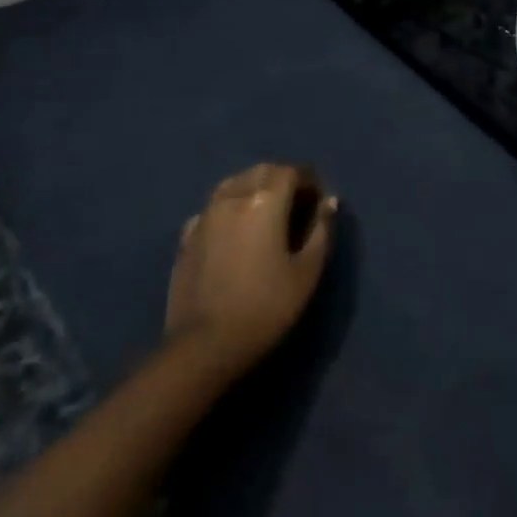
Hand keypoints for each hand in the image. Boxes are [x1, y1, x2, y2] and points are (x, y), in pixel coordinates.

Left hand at [164, 163, 337, 376]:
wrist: (205, 345)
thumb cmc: (266, 307)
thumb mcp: (307, 271)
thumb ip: (321, 230)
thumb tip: (329, 201)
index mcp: (265, 201)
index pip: (291, 171)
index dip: (309, 181)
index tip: (318, 201)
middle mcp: (233, 197)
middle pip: (261, 171)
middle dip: (282, 179)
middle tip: (297, 205)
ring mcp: (205, 215)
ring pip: (234, 184)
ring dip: (254, 188)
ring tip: (267, 214)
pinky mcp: (186, 236)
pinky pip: (213, 208)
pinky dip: (230, 208)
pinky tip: (236, 232)